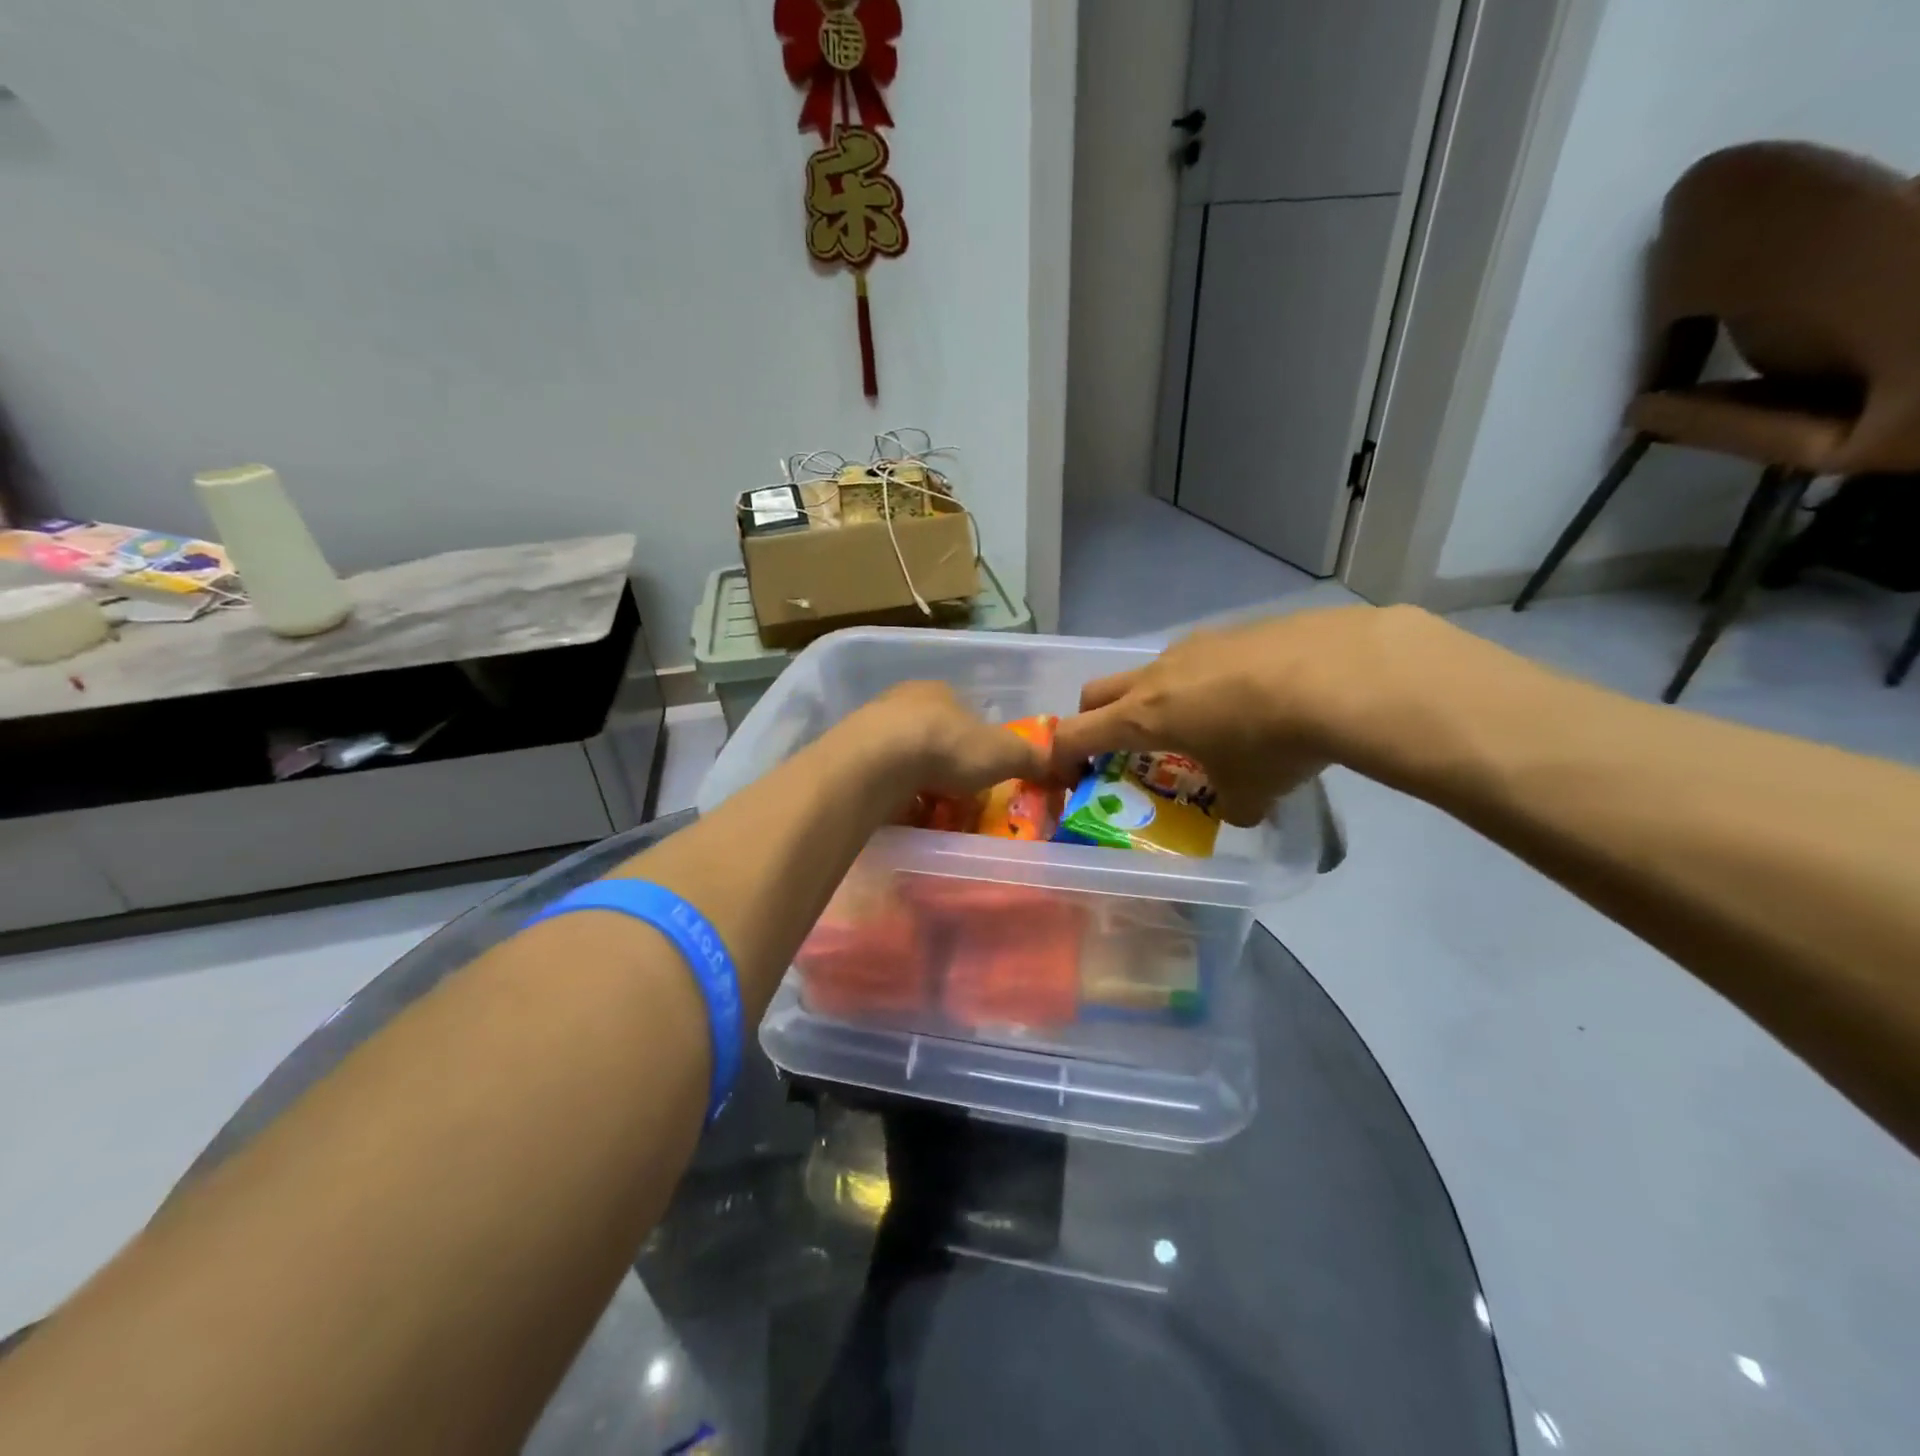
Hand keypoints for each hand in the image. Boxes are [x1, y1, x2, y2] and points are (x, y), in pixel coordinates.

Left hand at [843, 681, 1050, 799]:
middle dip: (944, 764)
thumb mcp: (1005, 752)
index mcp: (940, 691)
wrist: (878, 762)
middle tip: (957, 796)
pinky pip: (877, 777)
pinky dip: (890, 794)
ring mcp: (870, 727)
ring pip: (902, 756)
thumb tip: (1064, 764)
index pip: (965, 714)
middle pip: (932, 735)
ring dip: (915, 780)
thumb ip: (1034, 757)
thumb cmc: (947, 747)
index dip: (977, 744)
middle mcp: (902, 701)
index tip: (983, 772)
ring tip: (928, 810)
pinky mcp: (848, 755)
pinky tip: (899, 813)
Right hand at [1051, 606, 1435, 824]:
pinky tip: (1251, 697)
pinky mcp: (1236, 629)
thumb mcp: (1252, 792)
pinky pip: (1201, 657)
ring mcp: (1196, 645)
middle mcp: (1158, 674)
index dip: (1060, 757)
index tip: (1067, 778)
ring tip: (1199, 723)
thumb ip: (1232, 805)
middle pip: (1097, 692)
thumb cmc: (1274, 741)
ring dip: (1155, 698)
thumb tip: (1239, 809)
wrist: (1343, 672)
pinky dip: (1206, 681)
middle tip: (1120, 749)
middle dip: (1096, 720)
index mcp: (1143, 716)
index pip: (1076, 734)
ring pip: (1151, 670)